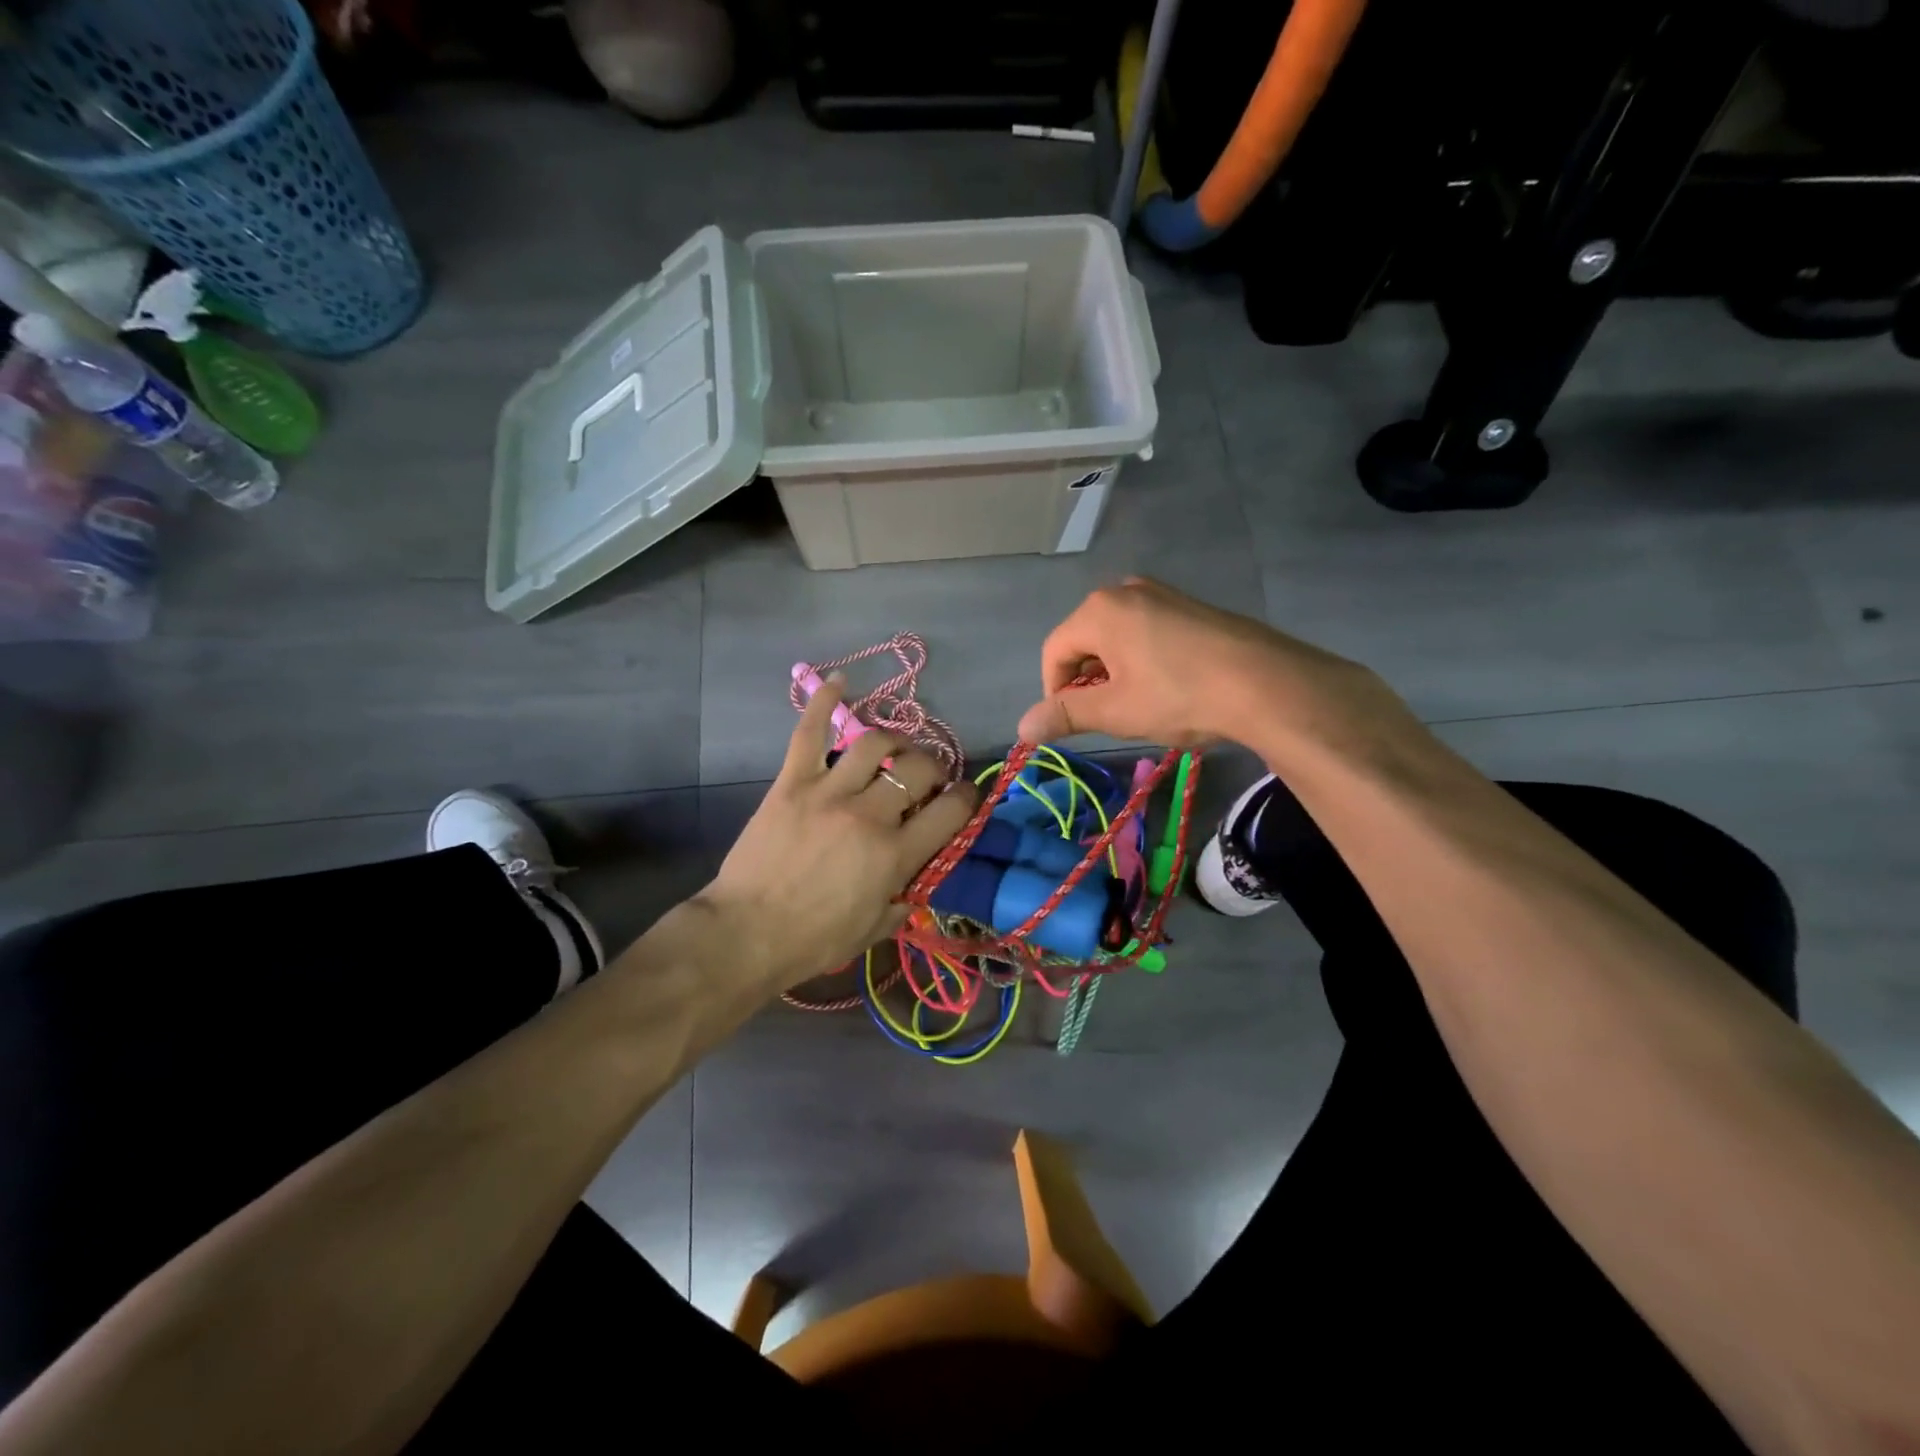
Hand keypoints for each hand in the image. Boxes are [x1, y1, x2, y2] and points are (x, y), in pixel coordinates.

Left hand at [695, 678, 977, 992]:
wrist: (746, 933)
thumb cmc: (814, 940)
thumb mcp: (875, 929)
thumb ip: (906, 898)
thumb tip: (921, 876)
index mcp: (894, 854)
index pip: (950, 812)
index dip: (967, 799)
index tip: (965, 797)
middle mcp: (869, 814)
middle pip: (918, 769)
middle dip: (934, 769)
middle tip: (928, 778)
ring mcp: (828, 791)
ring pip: (875, 744)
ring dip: (895, 741)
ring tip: (897, 749)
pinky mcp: (792, 782)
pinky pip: (810, 732)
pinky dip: (825, 702)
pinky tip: (840, 682)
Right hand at [1017, 577, 1410, 752]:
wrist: (1266, 683)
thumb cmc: (1178, 695)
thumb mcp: (1114, 711)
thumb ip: (1065, 714)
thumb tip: (1022, 727)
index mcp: (1099, 610)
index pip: (1054, 652)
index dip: (1054, 692)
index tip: (1072, 723)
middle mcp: (1125, 591)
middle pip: (1084, 641)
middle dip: (1086, 681)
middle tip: (1107, 717)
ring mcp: (1162, 595)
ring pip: (1116, 638)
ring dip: (1115, 674)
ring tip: (1138, 706)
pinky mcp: (1190, 607)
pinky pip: (1147, 633)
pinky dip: (1142, 661)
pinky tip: (1167, 689)